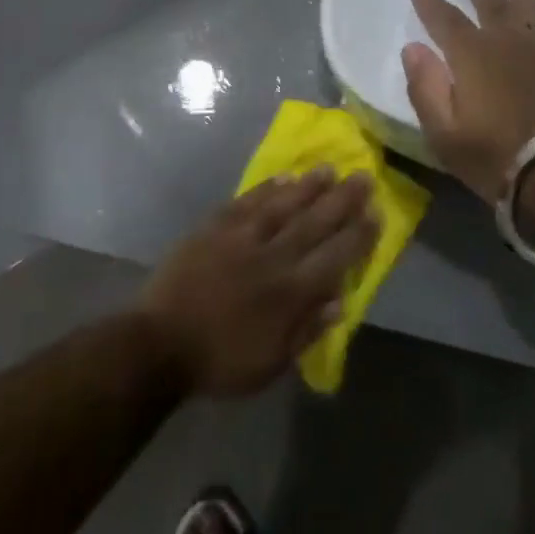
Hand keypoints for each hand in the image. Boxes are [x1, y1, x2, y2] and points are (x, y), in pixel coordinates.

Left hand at [140, 169, 377, 397]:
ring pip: (283, 205)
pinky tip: (282, 177)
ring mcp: (241, 238)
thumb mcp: (270, 364)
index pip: (335, 257)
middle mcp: (272, 257)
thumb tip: (340, 300)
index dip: (358, 234)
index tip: (376, 212)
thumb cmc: (219, 362)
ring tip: (328, 169)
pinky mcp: (214, 227)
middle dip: (342, 199)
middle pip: (314, 222)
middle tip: (363, 176)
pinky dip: (266, 189)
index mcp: (290, 292)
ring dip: (308, 186)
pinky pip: (246, 202)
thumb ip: (307, 330)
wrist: (158, 344)